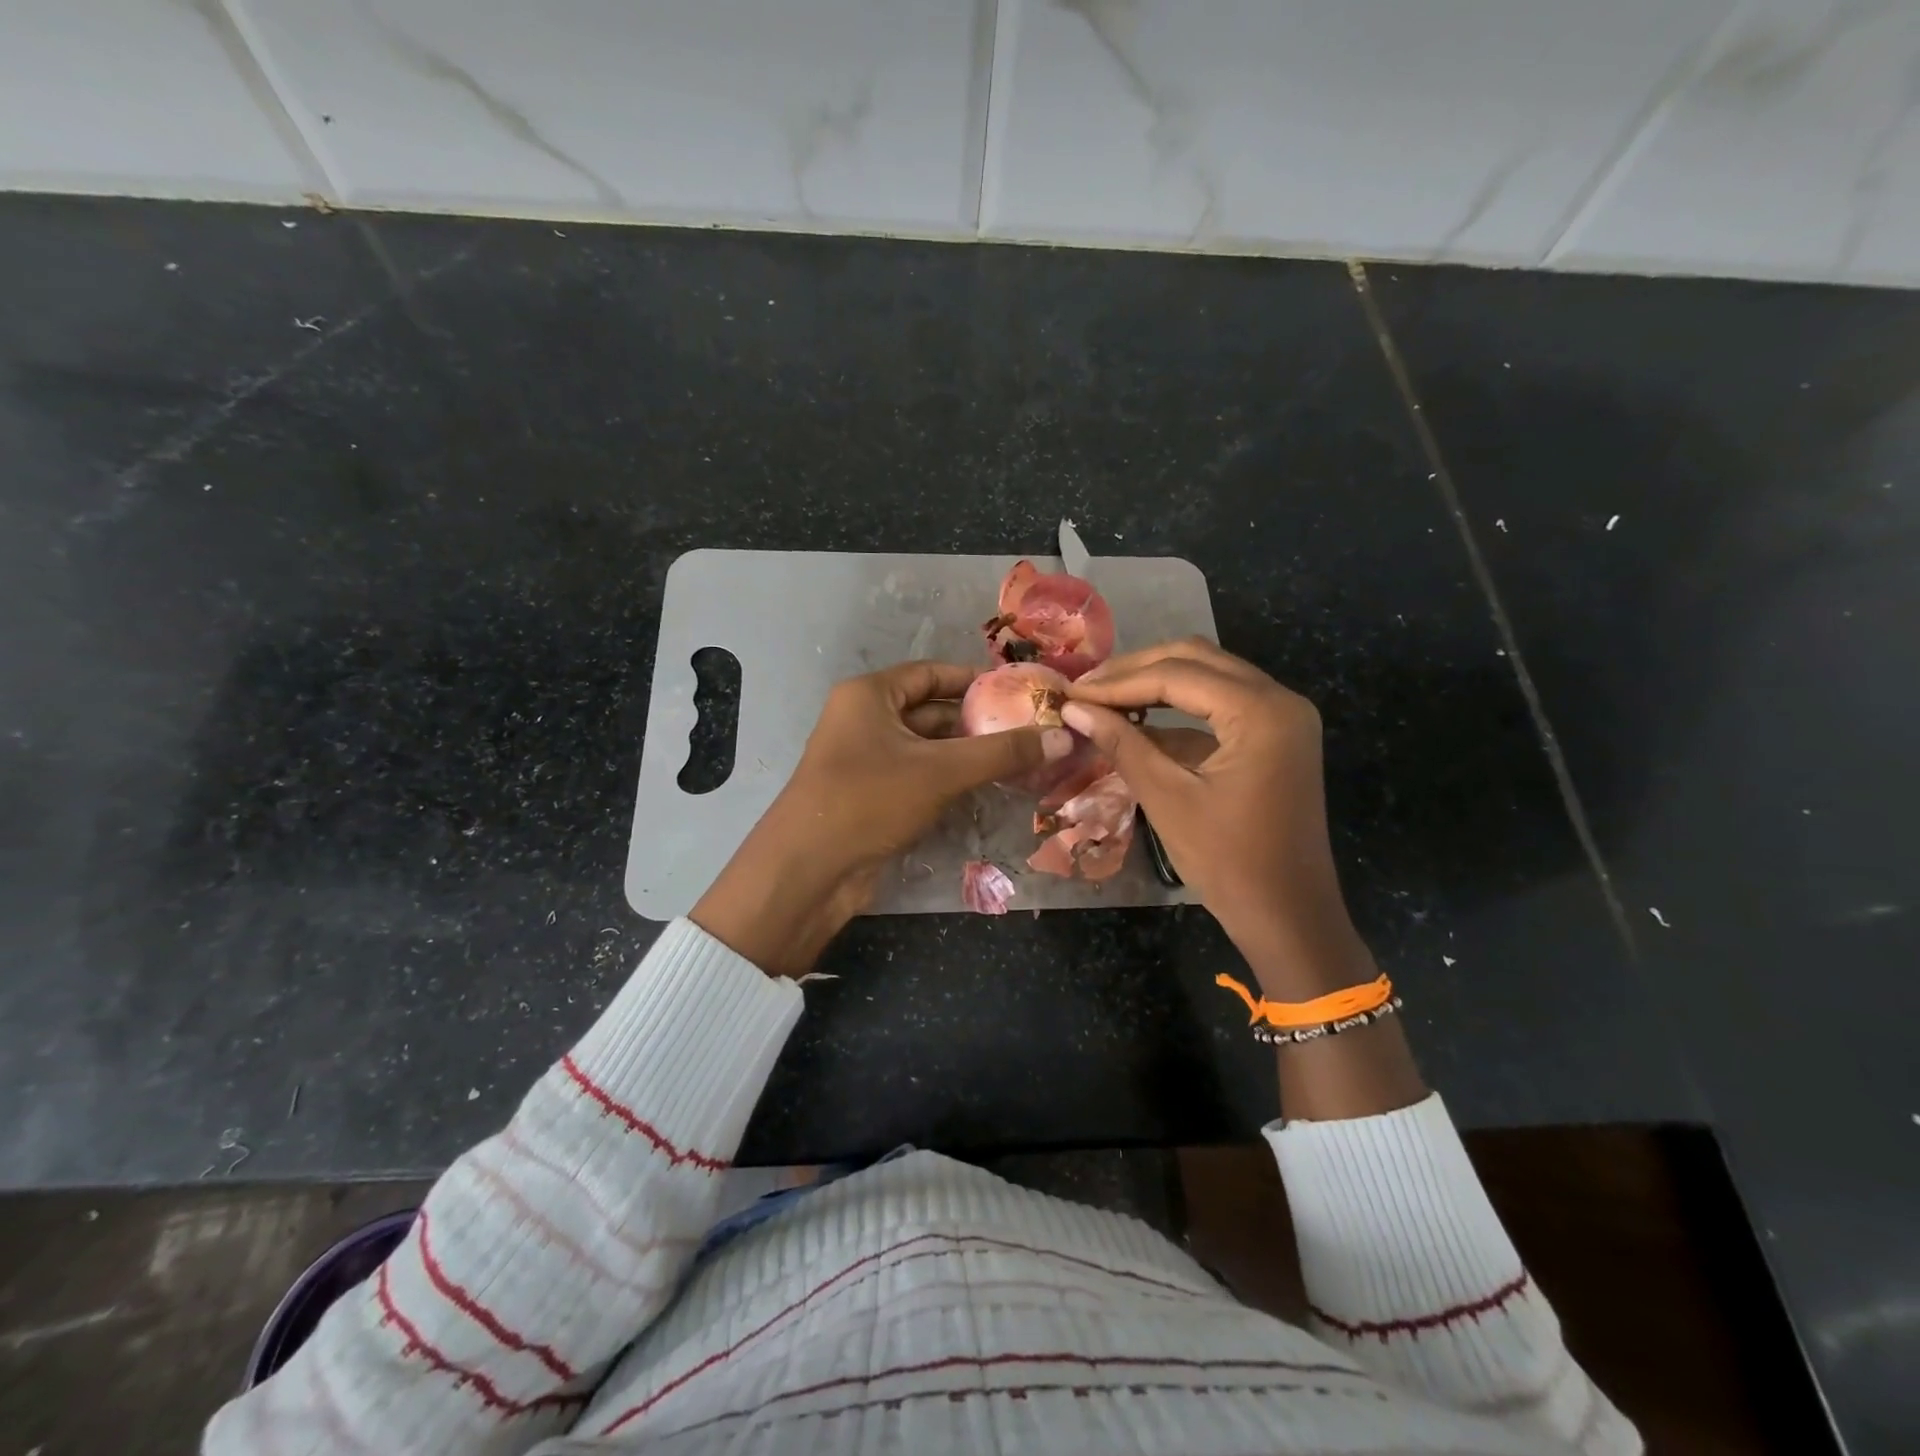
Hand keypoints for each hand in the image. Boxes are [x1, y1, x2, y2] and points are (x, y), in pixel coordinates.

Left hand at [692, 662, 1071, 976]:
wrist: (810, 871)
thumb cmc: (870, 799)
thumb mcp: (941, 770)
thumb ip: (1002, 753)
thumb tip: (1063, 738)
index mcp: (869, 696)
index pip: (930, 673)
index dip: (974, 679)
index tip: (1018, 690)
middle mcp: (865, 721)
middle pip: (931, 711)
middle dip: (977, 721)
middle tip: (1030, 728)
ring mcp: (867, 761)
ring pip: (927, 748)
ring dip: (968, 754)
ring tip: (1022, 758)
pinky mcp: (872, 797)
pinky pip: (919, 777)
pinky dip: (950, 780)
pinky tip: (989, 788)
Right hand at [1062, 639, 1371, 999]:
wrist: (1289, 916)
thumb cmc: (1229, 862)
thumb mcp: (1168, 798)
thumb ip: (1122, 743)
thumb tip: (1073, 708)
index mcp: (1261, 711)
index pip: (1176, 674)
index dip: (1117, 682)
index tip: (1071, 692)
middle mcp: (1279, 699)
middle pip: (1196, 659)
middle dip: (1136, 670)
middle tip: (1087, 689)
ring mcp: (1282, 717)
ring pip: (1209, 676)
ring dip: (1156, 683)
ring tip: (1104, 699)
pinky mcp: (1276, 737)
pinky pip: (1222, 705)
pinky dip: (1179, 708)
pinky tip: (1138, 721)